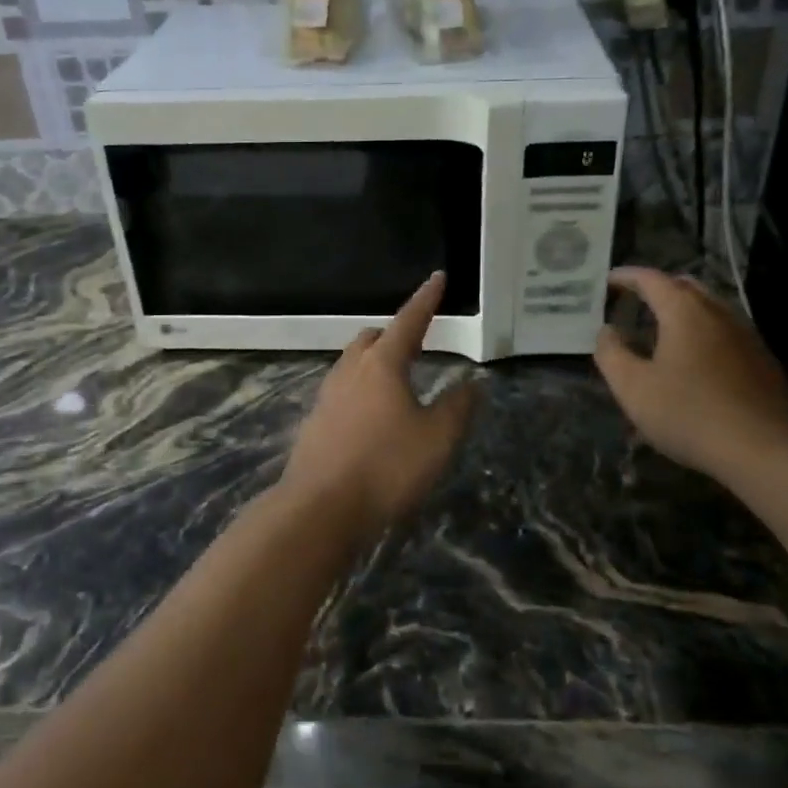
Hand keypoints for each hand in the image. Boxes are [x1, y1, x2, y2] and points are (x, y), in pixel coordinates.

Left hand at [280, 272, 478, 544]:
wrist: (319, 509)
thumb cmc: (386, 467)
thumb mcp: (437, 439)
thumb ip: (458, 408)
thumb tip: (471, 384)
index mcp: (382, 364)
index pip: (409, 321)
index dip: (427, 299)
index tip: (438, 278)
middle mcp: (350, 371)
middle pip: (372, 339)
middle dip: (395, 334)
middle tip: (417, 342)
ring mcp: (327, 396)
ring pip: (353, 364)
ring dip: (375, 362)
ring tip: (396, 379)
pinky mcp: (315, 423)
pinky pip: (342, 392)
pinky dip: (361, 390)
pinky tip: (371, 416)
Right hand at [594, 267, 787, 480]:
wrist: (766, 451)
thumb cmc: (689, 413)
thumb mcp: (632, 387)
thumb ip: (611, 353)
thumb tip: (607, 331)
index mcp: (684, 311)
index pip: (650, 278)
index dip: (626, 276)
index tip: (607, 281)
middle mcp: (718, 312)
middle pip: (685, 286)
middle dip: (658, 288)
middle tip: (635, 302)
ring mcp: (746, 335)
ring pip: (710, 308)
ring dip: (683, 310)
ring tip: (662, 330)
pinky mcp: (763, 360)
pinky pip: (726, 332)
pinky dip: (704, 332)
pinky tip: (696, 360)